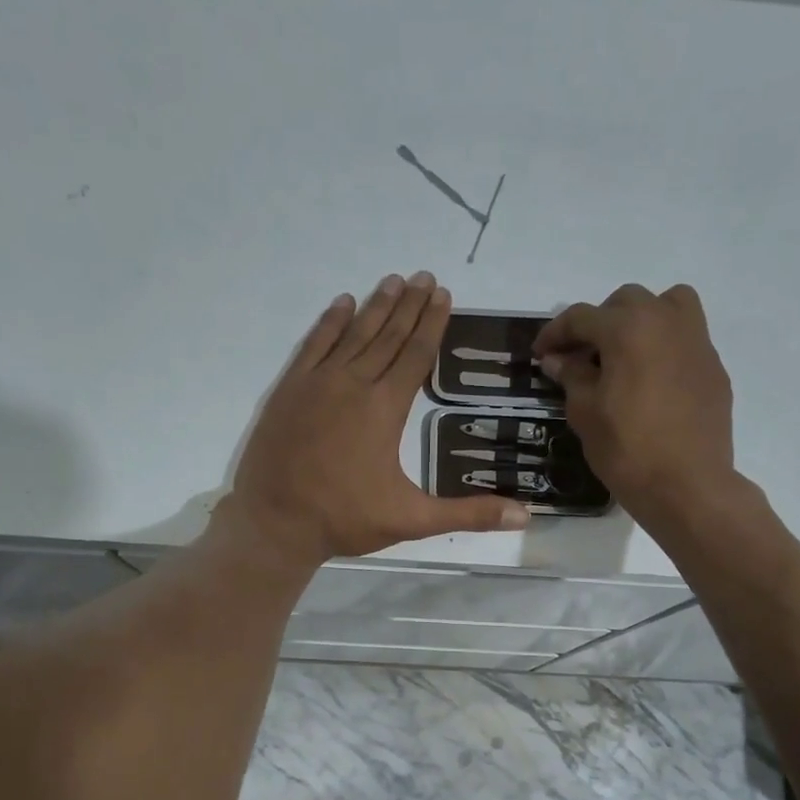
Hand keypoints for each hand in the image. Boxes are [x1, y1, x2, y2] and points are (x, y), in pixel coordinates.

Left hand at [226, 272, 530, 563]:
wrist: (275, 522)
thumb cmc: (345, 519)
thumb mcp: (412, 519)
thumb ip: (468, 514)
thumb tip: (524, 515)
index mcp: (385, 409)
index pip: (415, 355)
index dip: (432, 324)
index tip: (444, 294)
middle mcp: (353, 384)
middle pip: (387, 336)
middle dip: (409, 305)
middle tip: (425, 276)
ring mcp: (317, 383)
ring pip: (352, 334)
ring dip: (375, 306)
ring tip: (393, 280)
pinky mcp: (289, 390)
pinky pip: (313, 345)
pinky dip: (329, 323)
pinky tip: (342, 304)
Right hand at [531, 283, 736, 523]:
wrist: (687, 485)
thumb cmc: (626, 449)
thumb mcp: (585, 412)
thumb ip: (571, 376)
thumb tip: (558, 359)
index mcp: (628, 328)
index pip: (581, 317)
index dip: (555, 334)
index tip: (540, 354)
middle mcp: (666, 321)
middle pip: (626, 302)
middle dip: (598, 323)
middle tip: (581, 356)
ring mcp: (697, 342)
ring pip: (667, 306)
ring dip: (640, 320)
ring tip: (624, 355)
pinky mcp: (713, 367)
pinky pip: (685, 339)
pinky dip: (663, 347)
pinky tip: (651, 383)